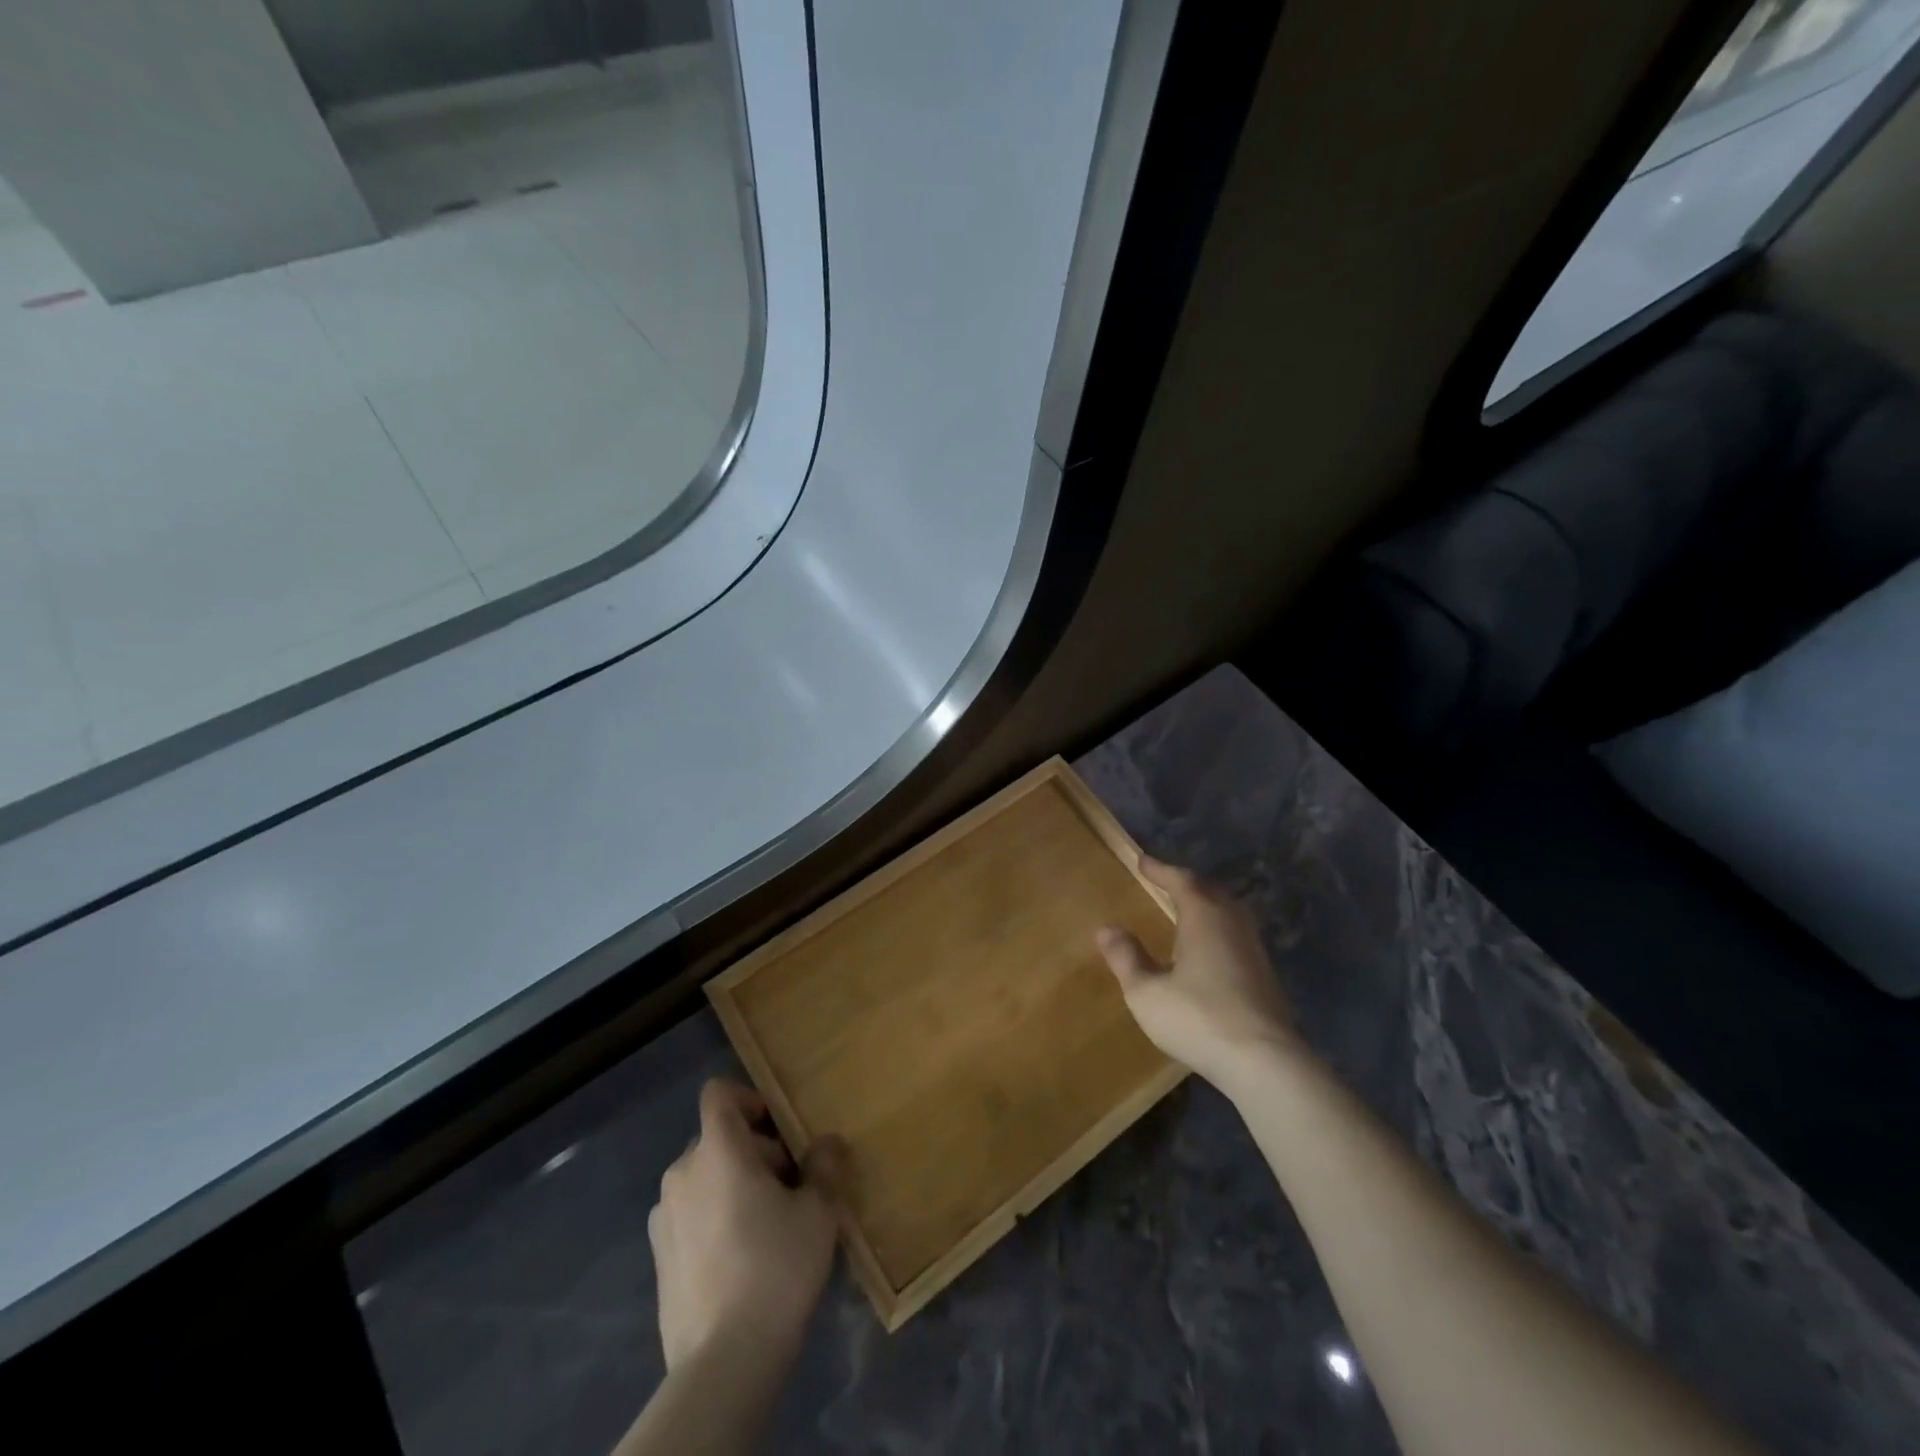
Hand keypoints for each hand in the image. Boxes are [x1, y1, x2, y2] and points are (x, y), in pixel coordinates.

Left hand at [649, 1079, 845, 1370]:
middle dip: (753, 1151)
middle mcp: (682, 1172)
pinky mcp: (658, 1258)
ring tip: (767, 1224)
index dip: (749, 1099)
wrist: (723, 1362)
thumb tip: (827, 1143)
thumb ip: (824, 1165)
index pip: (719, 1093)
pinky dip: (713, 1219)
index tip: (778, 1129)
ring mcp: (664, 1217)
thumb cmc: (776, 1267)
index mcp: (717, 1150)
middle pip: (717, 1138)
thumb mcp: (818, 1211)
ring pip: (703, 1178)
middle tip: (789, 1185)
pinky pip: (690, 1215)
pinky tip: (741, 1258)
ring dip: (732, 1185)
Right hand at [1097, 858, 1300, 1090]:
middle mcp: (1232, 924)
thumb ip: (1126, 958)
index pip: (1180, 881)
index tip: (1142, 860)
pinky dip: (1218, 928)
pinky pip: (1237, 934)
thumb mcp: (1147, 992)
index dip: (1160, 869)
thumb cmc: (1198, 1018)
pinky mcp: (1265, 976)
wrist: (1264, 1062)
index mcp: (1204, 917)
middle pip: (1210, 891)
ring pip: (1229, 912)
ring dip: (1206, 904)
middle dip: (1186, 883)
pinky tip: (1210, 949)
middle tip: (1165, 882)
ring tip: (1187, 910)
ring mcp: (1254, 950)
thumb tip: (1106, 928)